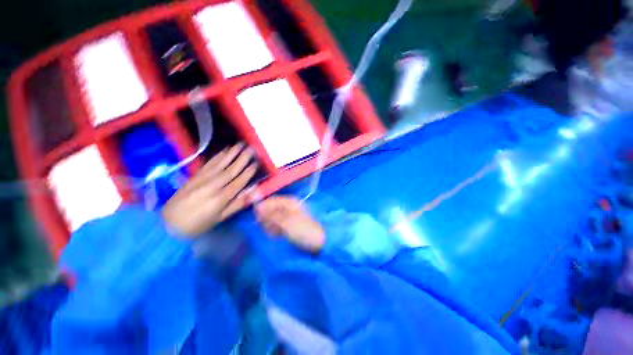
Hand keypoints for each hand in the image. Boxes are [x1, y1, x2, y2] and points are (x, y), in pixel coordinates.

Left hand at [162, 143, 257, 236]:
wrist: (169, 223)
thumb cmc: (199, 223)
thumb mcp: (220, 218)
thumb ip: (237, 204)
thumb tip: (252, 192)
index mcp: (222, 197)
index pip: (239, 181)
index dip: (248, 172)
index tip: (257, 163)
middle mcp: (214, 185)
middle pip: (231, 169)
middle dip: (243, 158)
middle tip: (251, 149)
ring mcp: (203, 179)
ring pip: (221, 164)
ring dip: (232, 153)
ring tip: (241, 144)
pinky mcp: (195, 176)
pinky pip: (209, 164)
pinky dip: (218, 156)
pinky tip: (224, 150)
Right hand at [255, 196, 325, 252]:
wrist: (320, 242)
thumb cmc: (304, 230)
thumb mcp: (286, 222)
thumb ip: (271, 215)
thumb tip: (257, 207)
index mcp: (289, 202)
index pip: (271, 201)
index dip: (262, 208)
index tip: (257, 219)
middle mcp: (289, 207)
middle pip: (271, 209)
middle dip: (266, 219)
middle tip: (268, 229)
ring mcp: (290, 216)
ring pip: (273, 218)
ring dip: (270, 225)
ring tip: (274, 234)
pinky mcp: (290, 225)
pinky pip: (278, 225)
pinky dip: (275, 230)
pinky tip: (276, 236)